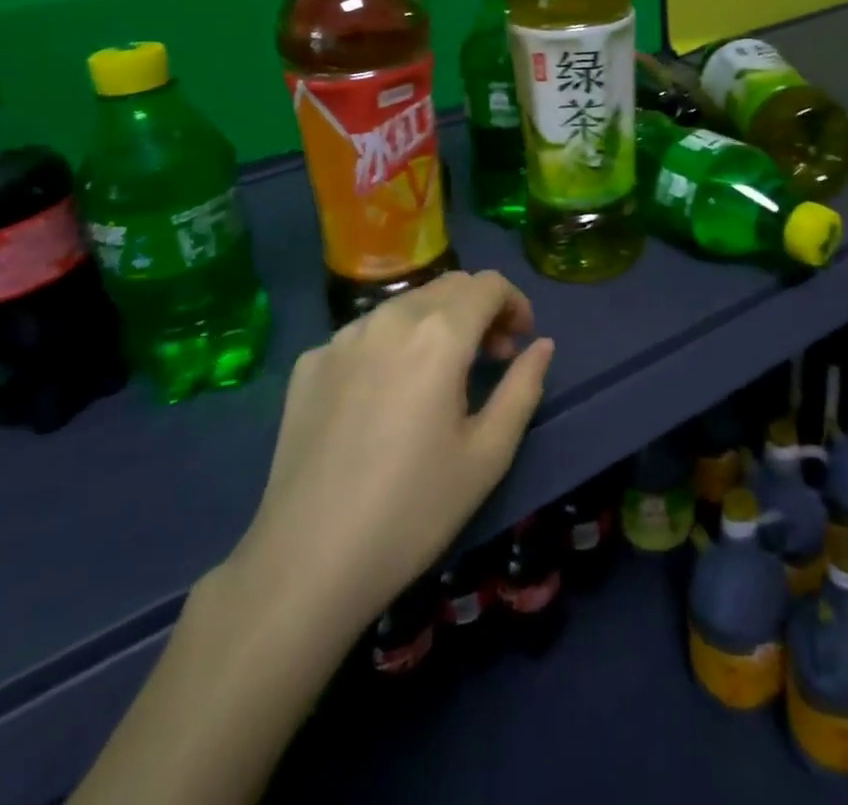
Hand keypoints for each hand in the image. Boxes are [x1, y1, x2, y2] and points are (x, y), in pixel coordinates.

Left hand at [221, 271, 553, 636]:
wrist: (306, 563)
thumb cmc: (413, 511)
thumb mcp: (488, 455)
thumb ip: (523, 388)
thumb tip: (541, 346)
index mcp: (438, 334)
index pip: (489, 284)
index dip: (515, 304)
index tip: (520, 342)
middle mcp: (389, 318)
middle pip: (448, 286)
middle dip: (479, 310)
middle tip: (489, 359)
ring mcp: (342, 337)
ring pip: (404, 305)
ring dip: (435, 324)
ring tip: (438, 377)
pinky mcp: (309, 363)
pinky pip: (364, 335)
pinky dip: (390, 346)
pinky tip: (384, 398)